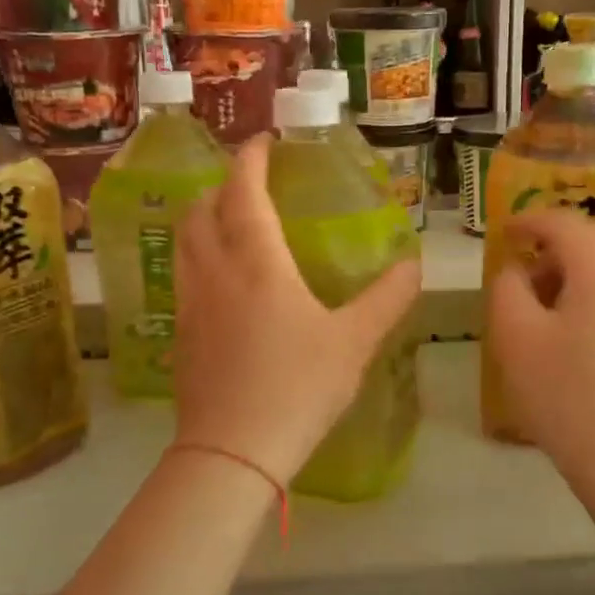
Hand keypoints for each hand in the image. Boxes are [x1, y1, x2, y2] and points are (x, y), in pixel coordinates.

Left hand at [173, 135, 419, 485]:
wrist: (231, 453)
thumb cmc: (296, 387)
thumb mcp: (355, 341)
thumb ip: (388, 299)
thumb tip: (414, 265)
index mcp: (257, 262)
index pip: (243, 192)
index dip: (250, 160)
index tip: (263, 141)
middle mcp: (215, 272)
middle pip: (201, 210)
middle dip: (221, 187)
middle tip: (248, 185)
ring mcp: (191, 304)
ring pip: (185, 243)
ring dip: (202, 219)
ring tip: (230, 225)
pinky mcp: (181, 335)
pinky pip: (185, 278)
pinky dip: (199, 259)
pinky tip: (223, 285)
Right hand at [487, 209, 594, 490]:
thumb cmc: (565, 394)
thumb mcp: (515, 336)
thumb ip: (507, 286)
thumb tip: (517, 269)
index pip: (561, 222)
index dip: (526, 221)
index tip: (502, 233)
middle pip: (589, 241)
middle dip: (550, 249)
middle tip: (518, 274)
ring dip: (570, 275)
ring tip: (540, 310)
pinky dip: (590, 296)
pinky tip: (571, 335)